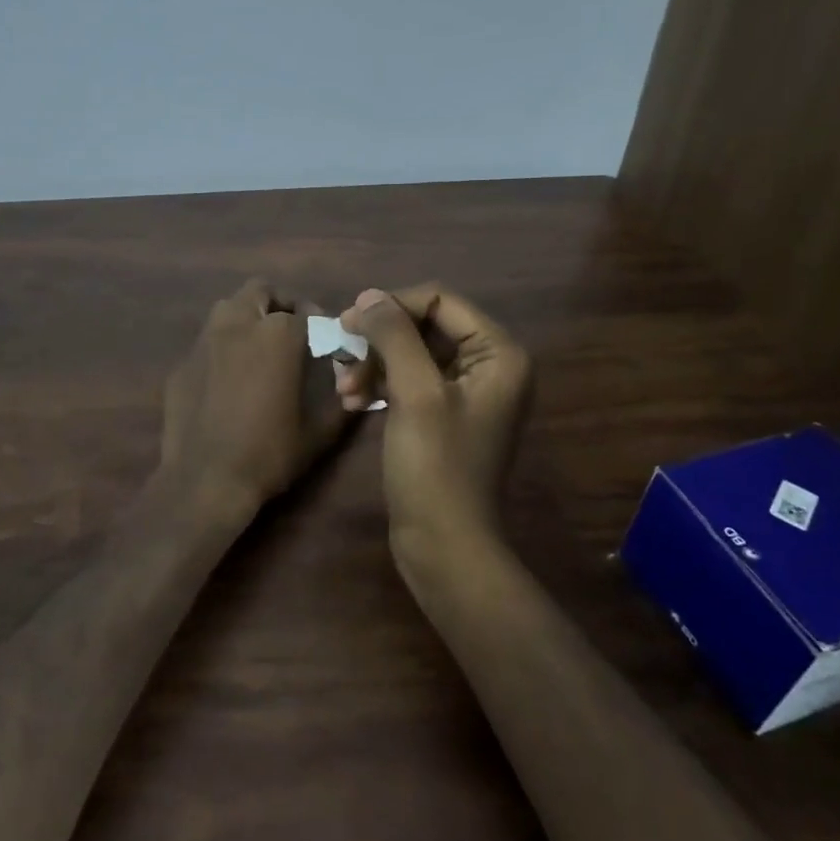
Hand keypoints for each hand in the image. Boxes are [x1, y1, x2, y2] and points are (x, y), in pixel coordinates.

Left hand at [159, 279, 347, 524]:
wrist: (205, 481)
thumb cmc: (269, 453)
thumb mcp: (318, 433)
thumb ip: (341, 405)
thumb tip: (357, 393)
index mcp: (276, 335)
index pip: (303, 312)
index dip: (318, 323)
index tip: (323, 340)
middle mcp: (237, 326)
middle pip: (259, 291)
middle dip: (278, 303)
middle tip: (291, 329)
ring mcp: (203, 343)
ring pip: (227, 309)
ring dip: (247, 318)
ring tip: (260, 348)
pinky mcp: (181, 364)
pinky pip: (207, 342)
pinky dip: (223, 348)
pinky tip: (229, 379)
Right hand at [339, 285, 532, 540]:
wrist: (443, 544)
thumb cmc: (435, 467)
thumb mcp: (415, 393)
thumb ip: (394, 336)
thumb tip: (368, 296)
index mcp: (498, 353)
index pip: (440, 300)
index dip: (392, 306)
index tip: (348, 323)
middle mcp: (489, 365)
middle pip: (424, 325)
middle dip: (380, 340)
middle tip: (340, 355)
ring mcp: (466, 392)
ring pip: (412, 353)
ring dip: (374, 364)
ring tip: (344, 389)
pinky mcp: (444, 415)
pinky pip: (410, 381)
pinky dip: (381, 385)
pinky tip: (353, 402)